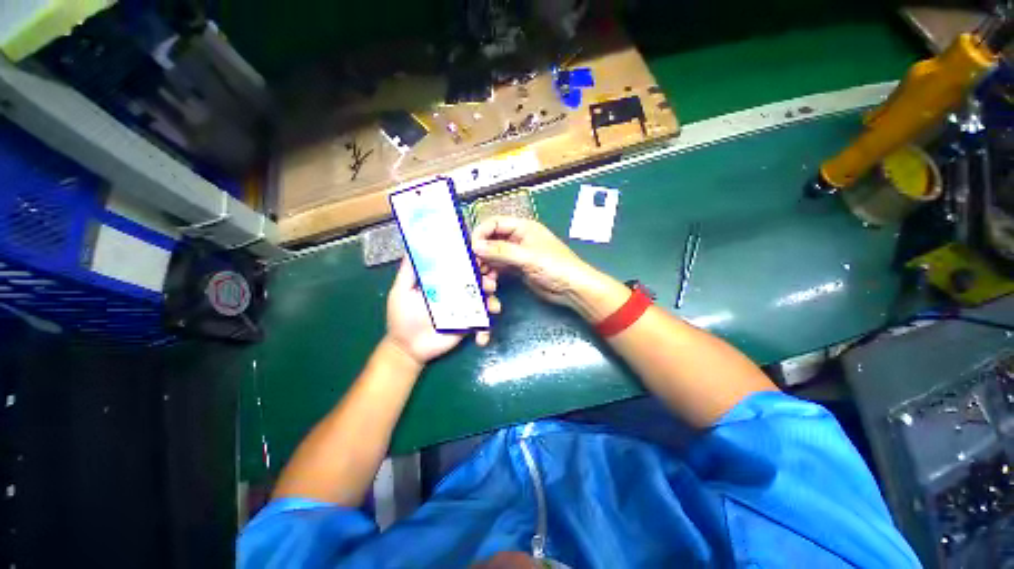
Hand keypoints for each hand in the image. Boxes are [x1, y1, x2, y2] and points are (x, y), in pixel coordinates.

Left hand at [385, 258, 498, 364]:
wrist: (408, 347)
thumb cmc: (403, 317)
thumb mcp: (401, 291)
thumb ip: (409, 272)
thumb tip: (413, 247)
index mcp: (445, 283)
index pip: (462, 269)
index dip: (473, 263)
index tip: (480, 259)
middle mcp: (458, 294)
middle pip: (478, 283)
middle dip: (487, 281)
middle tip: (489, 283)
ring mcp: (465, 310)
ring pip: (484, 302)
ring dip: (492, 302)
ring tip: (491, 307)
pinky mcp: (468, 326)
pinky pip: (482, 326)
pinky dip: (485, 331)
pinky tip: (481, 338)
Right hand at [471, 217, 607, 311]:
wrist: (572, 289)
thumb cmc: (555, 266)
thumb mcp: (527, 257)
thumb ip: (501, 251)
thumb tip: (476, 246)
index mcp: (523, 228)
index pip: (494, 224)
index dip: (481, 234)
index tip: (472, 249)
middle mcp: (518, 239)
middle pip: (491, 241)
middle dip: (482, 254)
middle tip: (476, 268)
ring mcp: (517, 255)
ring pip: (494, 257)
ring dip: (487, 268)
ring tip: (486, 280)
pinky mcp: (517, 270)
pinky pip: (499, 269)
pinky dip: (494, 276)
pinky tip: (492, 284)